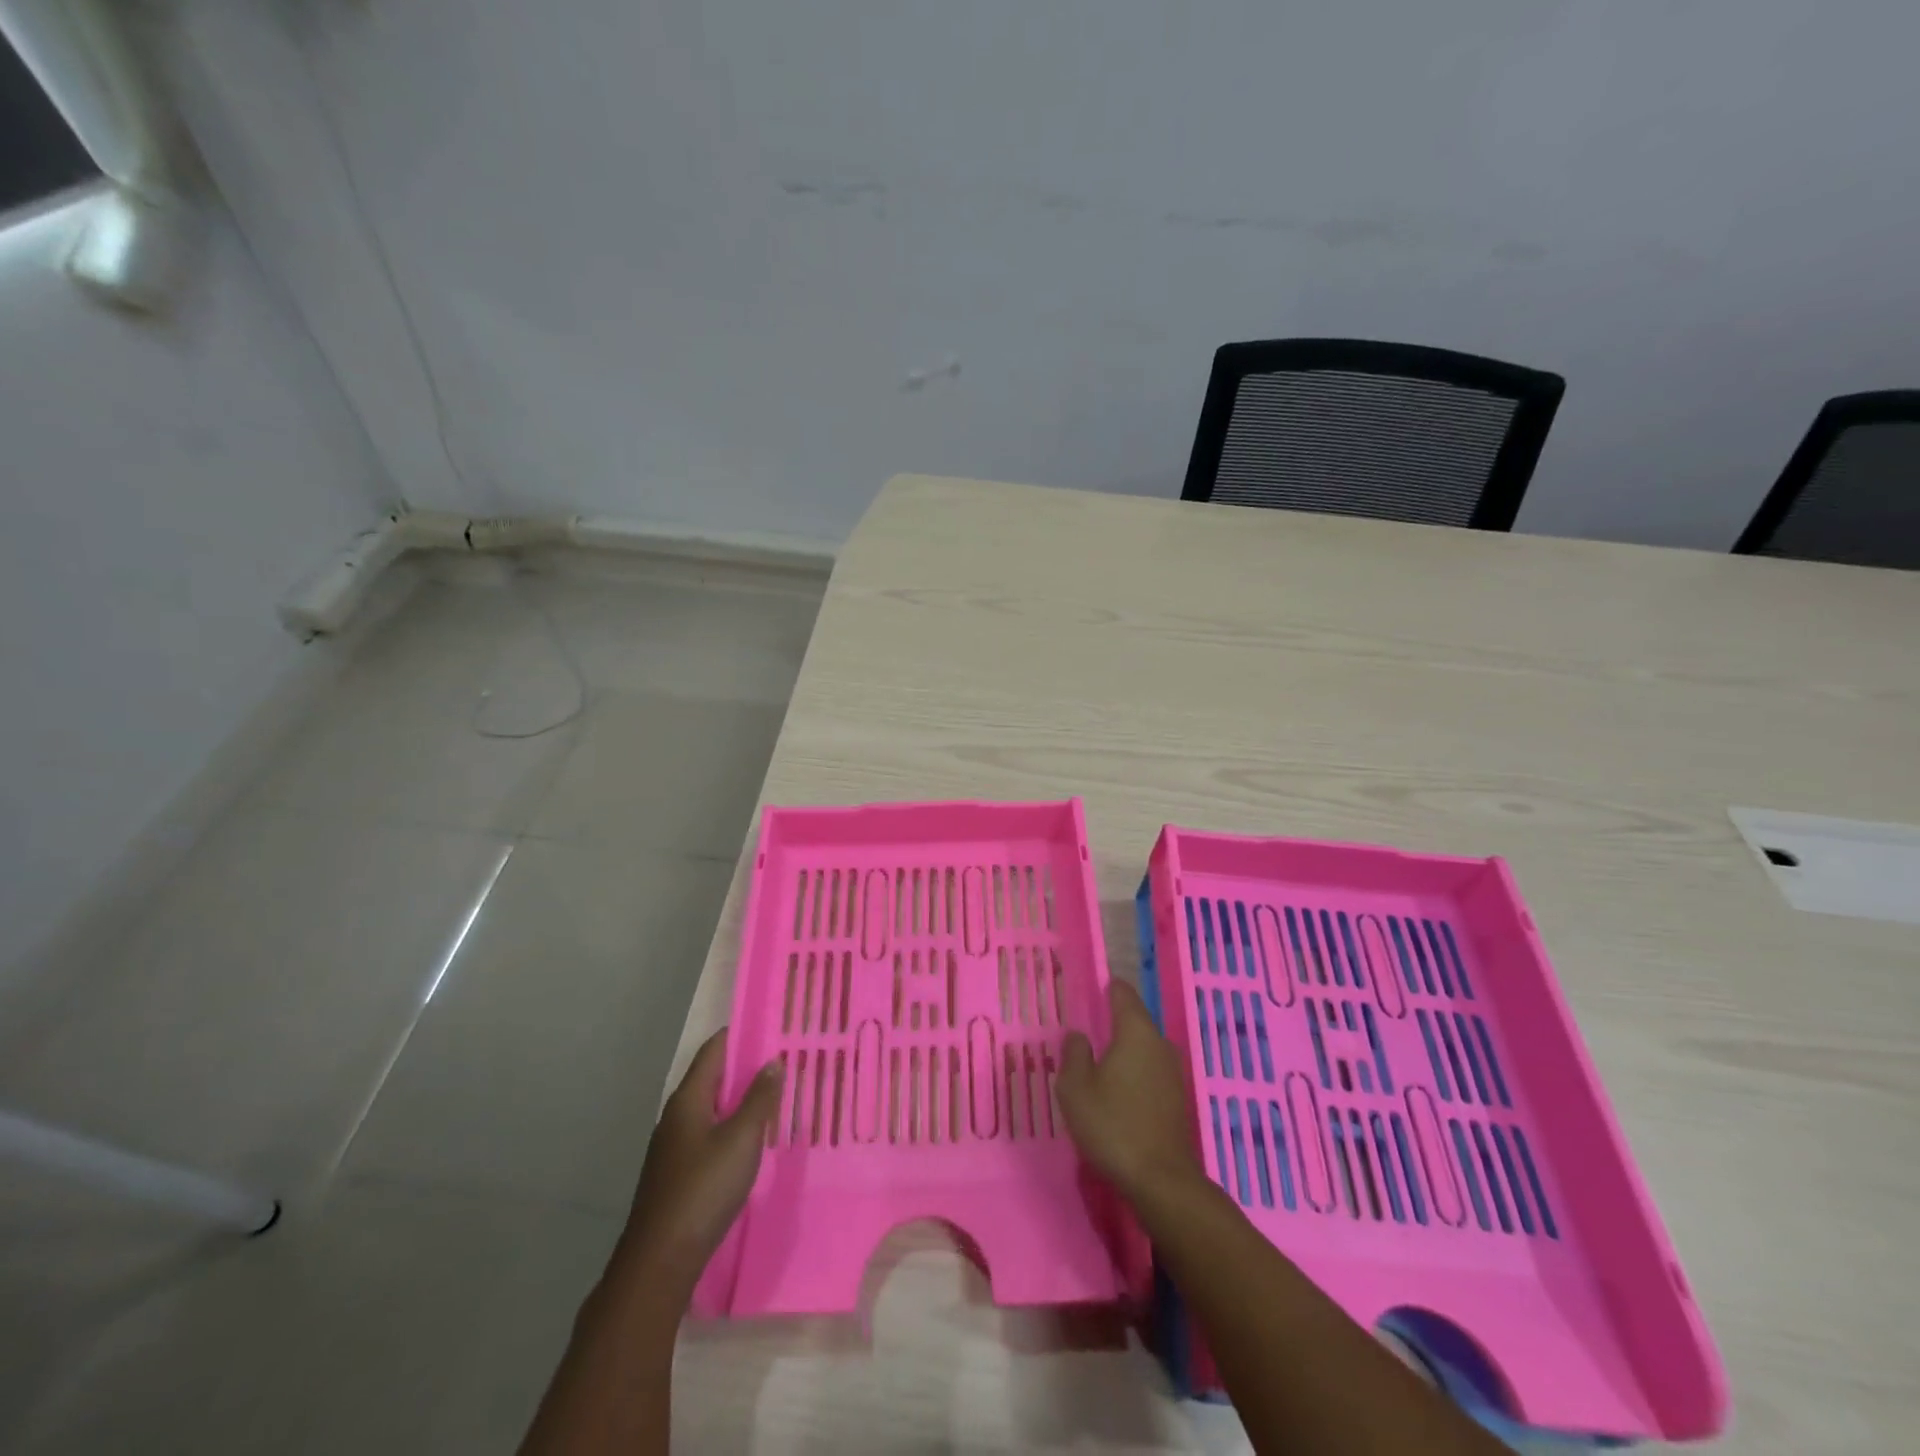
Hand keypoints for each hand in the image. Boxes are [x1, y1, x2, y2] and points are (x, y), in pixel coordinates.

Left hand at [620, 1029, 781, 1276]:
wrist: (659, 1262)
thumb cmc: (703, 1190)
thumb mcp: (741, 1139)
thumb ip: (759, 1099)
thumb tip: (772, 1061)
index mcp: (688, 1099)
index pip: (714, 1050)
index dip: (741, 1035)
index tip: (773, 1027)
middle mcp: (677, 1116)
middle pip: (713, 1078)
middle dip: (746, 1068)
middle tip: (784, 1062)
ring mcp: (674, 1147)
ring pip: (712, 1109)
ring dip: (741, 1101)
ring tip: (776, 1098)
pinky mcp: (678, 1174)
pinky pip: (710, 1135)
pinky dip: (733, 1128)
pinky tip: (754, 1141)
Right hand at [1057, 980, 1200, 1201]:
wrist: (1160, 1180)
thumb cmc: (1113, 1125)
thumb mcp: (1075, 1088)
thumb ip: (1074, 1054)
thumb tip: (1079, 1035)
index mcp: (1135, 1031)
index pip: (1122, 993)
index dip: (1105, 988)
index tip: (1088, 990)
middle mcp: (1159, 1043)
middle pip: (1134, 1020)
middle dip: (1111, 1021)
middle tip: (1084, 1029)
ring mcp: (1172, 1071)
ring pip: (1142, 1047)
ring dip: (1122, 1050)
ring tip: (1096, 1061)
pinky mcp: (1176, 1098)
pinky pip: (1150, 1070)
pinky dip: (1133, 1072)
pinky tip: (1116, 1090)